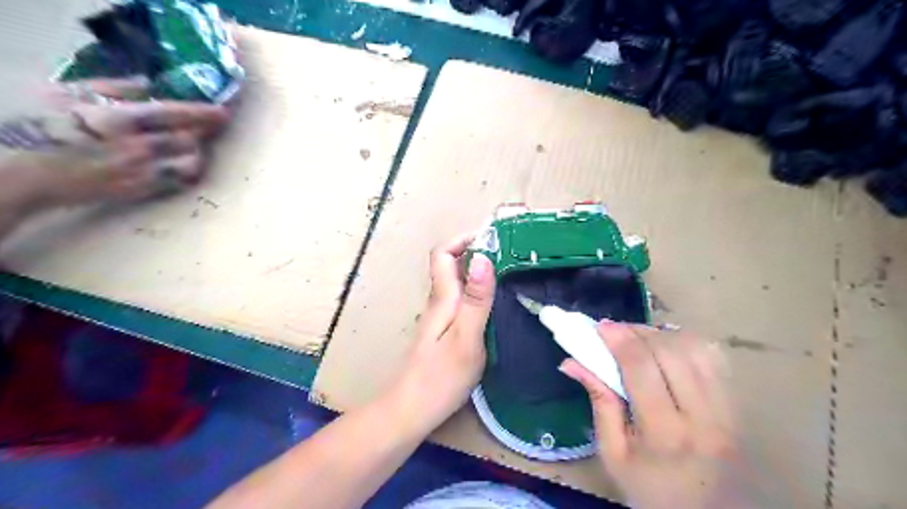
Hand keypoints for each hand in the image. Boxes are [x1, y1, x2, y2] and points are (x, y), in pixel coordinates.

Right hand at [1, 78, 229, 209]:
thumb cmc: (42, 128)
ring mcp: (143, 172)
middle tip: (211, 127)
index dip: (202, 112)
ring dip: (197, 153)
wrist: (24, 174)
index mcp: (120, 120)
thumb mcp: (67, 94)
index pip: (174, 114)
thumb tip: (148, 84)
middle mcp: (139, 148)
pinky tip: (181, 163)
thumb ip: (112, 87)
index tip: (223, 111)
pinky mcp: (142, 191)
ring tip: (192, 145)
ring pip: (191, 164)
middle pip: (189, 140)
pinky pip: (178, 181)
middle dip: (204, 132)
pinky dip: (185, 170)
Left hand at [388, 234, 494, 432]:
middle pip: (452, 265)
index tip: (493, 239)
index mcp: (443, 298)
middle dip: (478, 252)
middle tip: (511, 255)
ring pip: (458, 283)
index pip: (443, 253)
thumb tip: (483, 257)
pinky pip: (462, 300)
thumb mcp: (466, 337)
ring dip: (480, 271)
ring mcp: (441, 317)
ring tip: (510, 274)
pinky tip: (497, 305)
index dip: (463, 239)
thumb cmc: (440, 377)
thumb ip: (476, 299)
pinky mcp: (445, 332)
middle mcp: (439, 302)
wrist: (411, 411)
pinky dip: (479, 292)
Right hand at [561, 324, 750, 506]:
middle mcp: (703, 417)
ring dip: (662, 335)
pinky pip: (714, 359)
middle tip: (615, 331)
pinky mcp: (736, 407)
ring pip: (695, 349)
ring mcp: (727, 411)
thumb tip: (571, 362)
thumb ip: (598, 402)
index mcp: (664, 433)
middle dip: (637, 332)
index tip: (600, 326)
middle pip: (669, 352)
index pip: (642, 369)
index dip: (620, 339)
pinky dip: (687, 343)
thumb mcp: (613, 453)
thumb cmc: (649, 488)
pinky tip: (667, 348)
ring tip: (639, 338)